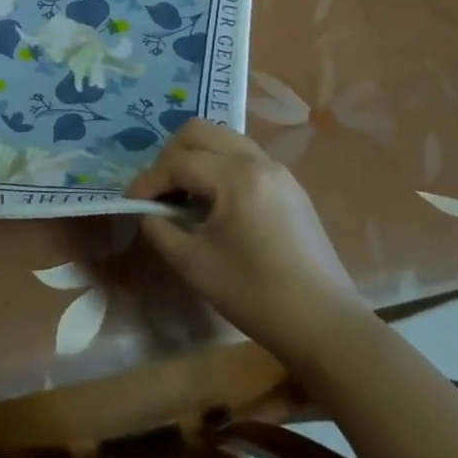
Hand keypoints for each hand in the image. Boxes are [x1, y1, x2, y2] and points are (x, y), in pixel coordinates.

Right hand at [126, 119, 370, 367]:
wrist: (326, 326)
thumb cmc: (255, 295)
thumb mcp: (193, 264)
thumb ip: (159, 229)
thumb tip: (146, 211)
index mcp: (235, 176)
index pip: (178, 162)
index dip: (148, 180)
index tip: (131, 202)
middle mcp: (257, 161)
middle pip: (200, 131)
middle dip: (170, 156)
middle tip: (158, 190)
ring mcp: (278, 171)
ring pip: (223, 138)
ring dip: (195, 156)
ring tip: (183, 193)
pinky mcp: (289, 187)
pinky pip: (243, 156)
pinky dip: (219, 166)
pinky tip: (213, 202)